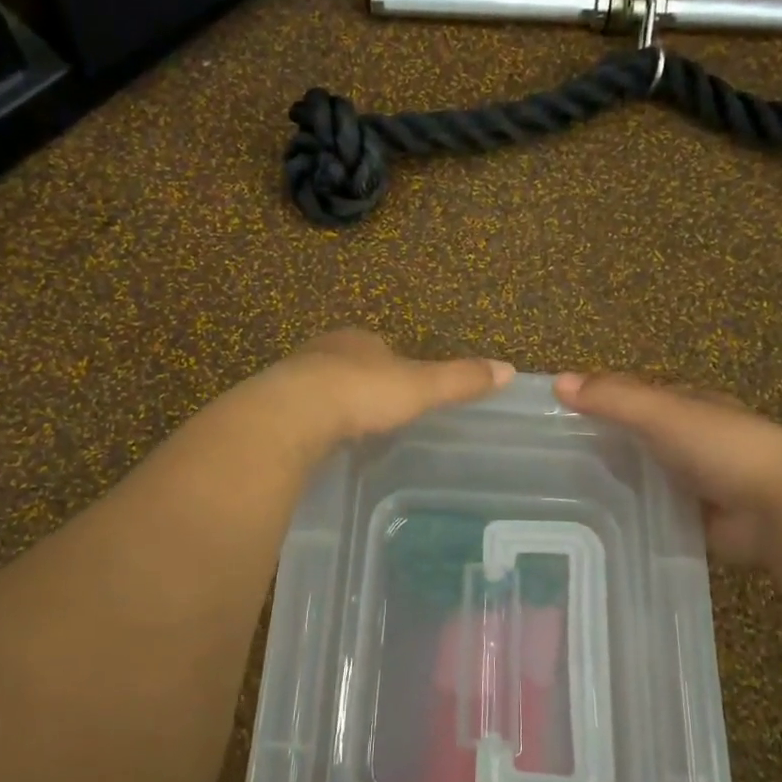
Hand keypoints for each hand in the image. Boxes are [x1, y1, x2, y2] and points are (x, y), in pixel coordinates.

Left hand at [266, 329, 514, 443]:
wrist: (295, 413)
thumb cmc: (363, 392)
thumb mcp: (421, 387)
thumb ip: (459, 380)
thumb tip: (508, 369)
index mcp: (359, 339)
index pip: (380, 347)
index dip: (392, 364)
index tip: (403, 388)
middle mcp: (323, 350)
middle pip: (348, 364)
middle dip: (360, 382)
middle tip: (376, 412)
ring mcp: (294, 376)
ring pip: (320, 386)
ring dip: (333, 402)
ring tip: (349, 430)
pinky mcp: (273, 405)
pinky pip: (299, 411)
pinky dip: (311, 423)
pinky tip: (320, 442)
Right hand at [554, 372, 781, 566]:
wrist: (779, 511)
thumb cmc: (722, 448)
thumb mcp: (662, 413)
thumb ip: (613, 399)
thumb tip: (557, 382)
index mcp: (689, 405)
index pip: (635, 396)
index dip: (598, 400)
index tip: (555, 414)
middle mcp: (691, 440)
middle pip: (636, 437)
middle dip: (601, 444)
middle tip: (548, 461)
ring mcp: (695, 482)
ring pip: (642, 476)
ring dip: (613, 481)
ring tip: (560, 494)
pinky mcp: (694, 520)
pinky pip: (652, 513)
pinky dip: (630, 515)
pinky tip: (595, 522)